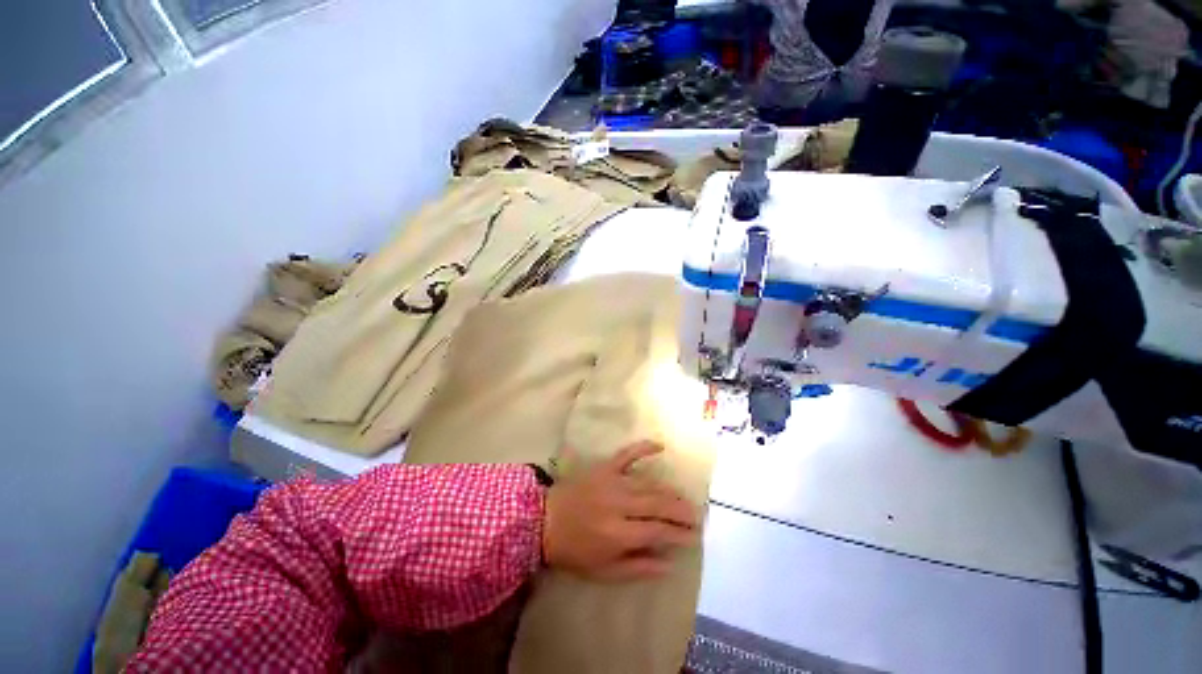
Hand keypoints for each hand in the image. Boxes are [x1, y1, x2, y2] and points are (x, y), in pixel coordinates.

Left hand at [542, 441, 699, 581]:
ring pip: (649, 484)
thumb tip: (669, 563)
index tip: (694, 535)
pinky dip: (643, 447)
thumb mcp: (604, 571)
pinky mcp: (604, 467)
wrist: (544, 520)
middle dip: (680, 510)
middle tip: (696, 515)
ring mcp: (613, 482)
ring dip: (669, 490)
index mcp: (619, 533)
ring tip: (684, 498)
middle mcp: (620, 505)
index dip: (678, 533)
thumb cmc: (574, 550)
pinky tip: (660, 445)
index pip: (658, 531)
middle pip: (658, 505)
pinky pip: (627, 454)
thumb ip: (638, 567)